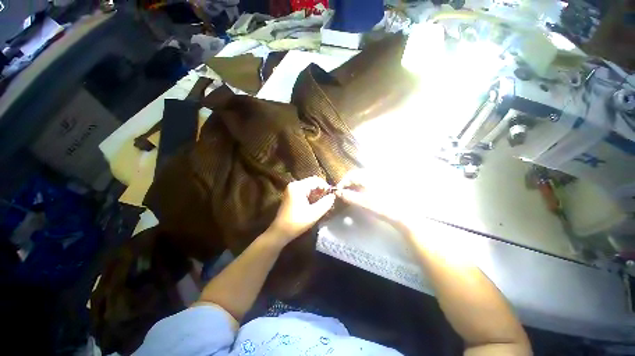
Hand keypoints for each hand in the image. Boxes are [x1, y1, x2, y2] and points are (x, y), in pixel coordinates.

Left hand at [268, 176, 335, 242]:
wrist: (280, 232)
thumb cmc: (297, 222)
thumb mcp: (314, 213)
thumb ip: (326, 203)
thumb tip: (333, 196)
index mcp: (298, 187)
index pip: (316, 180)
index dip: (326, 187)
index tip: (332, 196)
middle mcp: (294, 185)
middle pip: (312, 182)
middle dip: (322, 189)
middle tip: (328, 199)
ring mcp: (292, 189)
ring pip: (309, 186)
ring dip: (317, 192)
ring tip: (324, 202)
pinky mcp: (291, 194)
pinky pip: (305, 190)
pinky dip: (312, 195)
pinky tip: (316, 203)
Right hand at [335, 169, 421, 233]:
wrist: (404, 214)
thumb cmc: (383, 208)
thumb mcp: (364, 203)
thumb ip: (349, 196)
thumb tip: (338, 192)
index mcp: (369, 177)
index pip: (351, 175)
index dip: (343, 182)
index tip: (338, 191)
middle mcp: (374, 175)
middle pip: (357, 175)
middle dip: (348, 183)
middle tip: (344, 192)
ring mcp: (380, 179)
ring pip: (363, 178)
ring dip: (355, 184)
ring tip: (351, 193)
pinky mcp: (384, 184)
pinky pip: (368, 182)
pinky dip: (362, 186)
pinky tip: (362, 194)